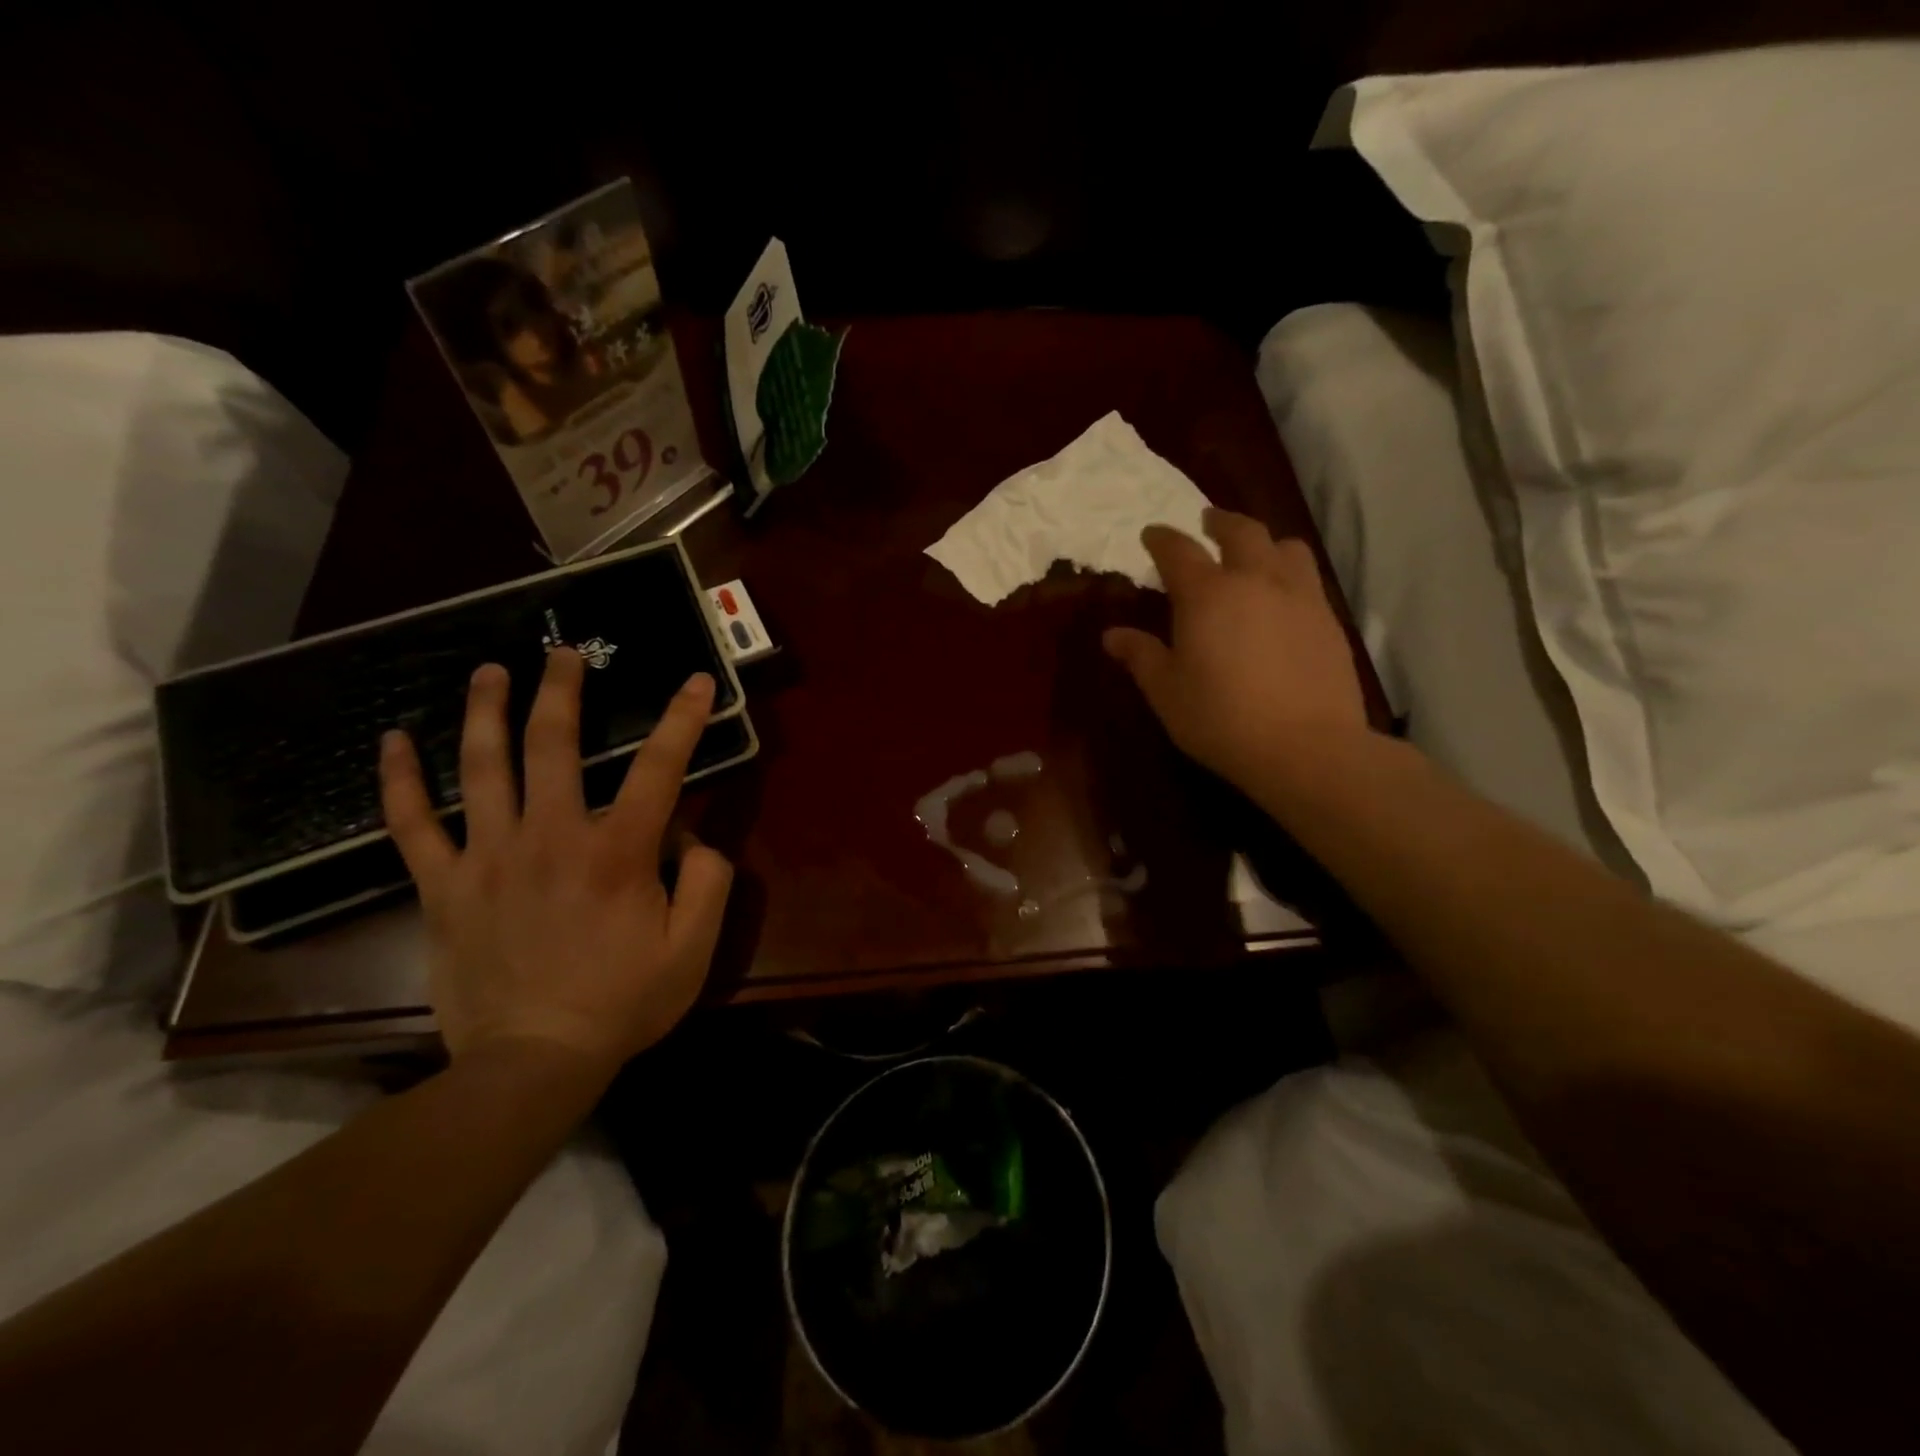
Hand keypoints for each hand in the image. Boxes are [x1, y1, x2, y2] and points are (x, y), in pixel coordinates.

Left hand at [378, 649, 732, 1073]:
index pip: (660, 768)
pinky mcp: (445, 887)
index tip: (695, 681)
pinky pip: (413, 826)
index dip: (683, 719)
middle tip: (565, 653)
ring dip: (487, 711)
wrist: (532, 1062)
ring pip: (482, 768)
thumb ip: (708, 881)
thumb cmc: (623, 1002)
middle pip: (554, 745)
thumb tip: (694, 835)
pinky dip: (400, 781)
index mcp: (619, 852)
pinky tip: (393, 741)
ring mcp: (489, 858)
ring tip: (490, 672)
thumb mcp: (694, 948)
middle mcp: (552, 837)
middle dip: (564, 691)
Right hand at [1104, 509, 1369, 788]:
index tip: (1151, 534)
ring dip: (1264, 541)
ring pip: (1285, 547)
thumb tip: (1112, 635)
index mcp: (1206, 595)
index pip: (1178, 551)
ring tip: (1255, 552)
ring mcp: (1299, 597)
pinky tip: (1283, 596)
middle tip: (1207, 521)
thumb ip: (1140, 656)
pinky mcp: (1328, 620)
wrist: (1305, 747)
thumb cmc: (1221, 719)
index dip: (1161, 538)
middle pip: (1241, 532)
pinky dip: (1290, 572)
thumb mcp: (1166, 692)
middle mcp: (1255, 581)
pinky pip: (1308, 578)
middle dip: (1219, 522)